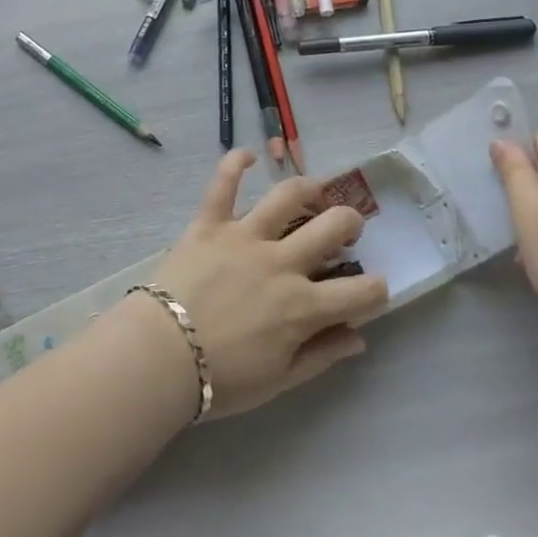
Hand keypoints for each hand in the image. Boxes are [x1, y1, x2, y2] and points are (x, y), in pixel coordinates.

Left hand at [150, 150, 388, 417]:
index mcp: (302, 306)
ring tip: (315, 192)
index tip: (373, 291)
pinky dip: (235, 164)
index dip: (377, 290)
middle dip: (350, 224)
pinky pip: (223, 184)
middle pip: (331, 227)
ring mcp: (245, 236)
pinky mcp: (210, 223)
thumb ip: (322, 356)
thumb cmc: (222, 379)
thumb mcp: (279, 381)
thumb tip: (358, 338)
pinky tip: (248, 155)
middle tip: (346, 230)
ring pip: (286, 197)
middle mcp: (281, 262)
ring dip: (308, 188)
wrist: (161, 357)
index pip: (361, 292)